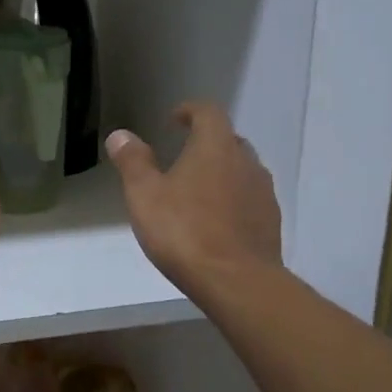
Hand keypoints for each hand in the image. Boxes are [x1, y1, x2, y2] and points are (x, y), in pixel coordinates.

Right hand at [106, 102, 281, 294]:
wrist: (236, 281)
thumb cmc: (184, 231)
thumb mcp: (145, 195)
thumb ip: (133, 162)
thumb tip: (121, 135)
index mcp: (215, 147)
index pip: (208, 113)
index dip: (191, 111)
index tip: (175, 119)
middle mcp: (246, 162)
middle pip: (228, 140)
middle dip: (206, 144)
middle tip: (183, 158)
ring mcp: (263, 193)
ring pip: (242, 171)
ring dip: (222, 173)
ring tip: (198, 192)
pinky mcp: (270, 222)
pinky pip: (250, 200)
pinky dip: (233, 200)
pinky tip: (216, 222)